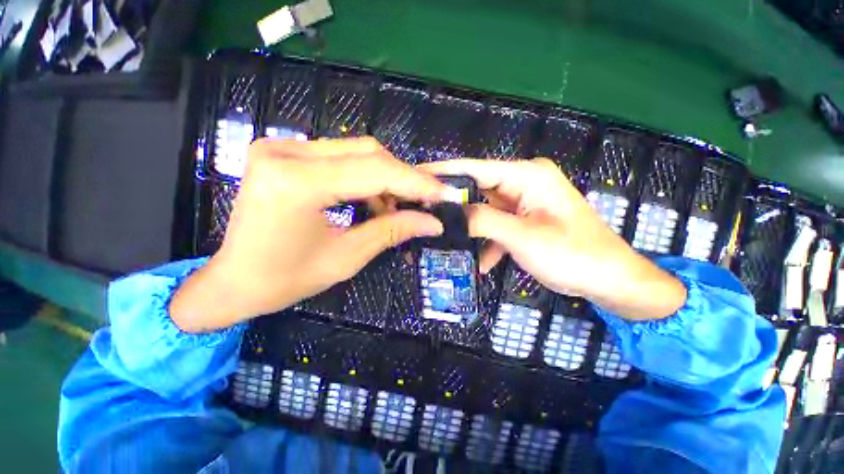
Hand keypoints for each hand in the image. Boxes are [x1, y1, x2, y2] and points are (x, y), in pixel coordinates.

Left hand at [171, 138, 448, 332]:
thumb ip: (392, 231)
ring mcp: (281, 148)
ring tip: (395, 207)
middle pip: (367, 152)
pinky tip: (370, 200)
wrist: (233, 281)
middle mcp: (286, 152)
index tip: (443, 194)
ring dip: (384, 178)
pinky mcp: (283, 153)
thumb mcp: (346, 258)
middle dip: (403, 178)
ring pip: (356, 151)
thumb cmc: (285, 280)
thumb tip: (433, 222)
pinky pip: (339, 157)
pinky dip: (364, 177)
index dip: (415, 182)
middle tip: (424, 202)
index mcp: (297, 183)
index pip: (375, 170)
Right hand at [420, 158, 685, 319]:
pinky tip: (481, 262)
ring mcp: (523, 201)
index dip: (442, 171)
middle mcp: (523, 182)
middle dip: (452, 203)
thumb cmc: (572, 255)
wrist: (608, 280)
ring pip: (484, 209)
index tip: (415, 175)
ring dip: (469, 227)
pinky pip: (496, 224)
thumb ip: (482, 220)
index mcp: (527, 176)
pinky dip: (488, 242)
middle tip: (423, 212)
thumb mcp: (522, 237)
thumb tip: (448, 212)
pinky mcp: (524, 219)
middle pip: (477, 188)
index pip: (475, 168)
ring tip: (443, 238)